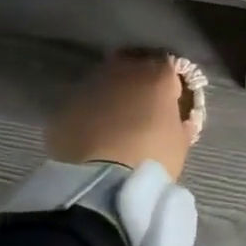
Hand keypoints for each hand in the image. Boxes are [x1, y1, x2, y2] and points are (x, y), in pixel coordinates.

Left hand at [45, 52, 192, 176]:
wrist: (102, 182)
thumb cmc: (152, 157)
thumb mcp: (180, 141)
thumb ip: (179, 122)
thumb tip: (176, 119)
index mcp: (158, 75)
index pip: (168, 66)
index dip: (169, 82)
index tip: (170, 99)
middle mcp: (124, 71)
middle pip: (133, 62)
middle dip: (138, 78)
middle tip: (142, 103)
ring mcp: (91, 86)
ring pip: (104, 80)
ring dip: (111, 92)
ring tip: (114, 119)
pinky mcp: (65, 106)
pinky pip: (83, 103)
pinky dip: (89, 112)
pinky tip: (92, 133)